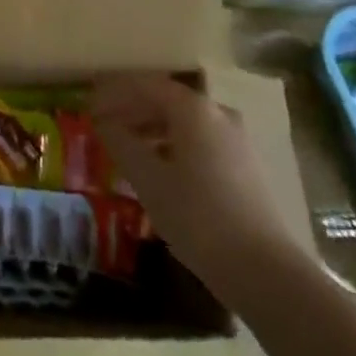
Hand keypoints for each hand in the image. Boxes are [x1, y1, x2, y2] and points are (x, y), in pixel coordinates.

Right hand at [92, 73, 301, 274]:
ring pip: (185, 123)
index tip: (89, 103)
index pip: (146, 85)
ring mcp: (236, 140)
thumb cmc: (198, 218)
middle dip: (132, 109)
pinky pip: (200, 142)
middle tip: (102, 123)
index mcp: (194, 109)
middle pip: (167, 100)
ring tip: (126, 147)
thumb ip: (122, 144)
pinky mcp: (246, 167)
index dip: (114, 91)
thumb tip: (104, 123)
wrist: (265, 271)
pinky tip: (159, 169)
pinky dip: (173, 146)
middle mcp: (218, 114)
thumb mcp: (149, 180)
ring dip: (152, 128)